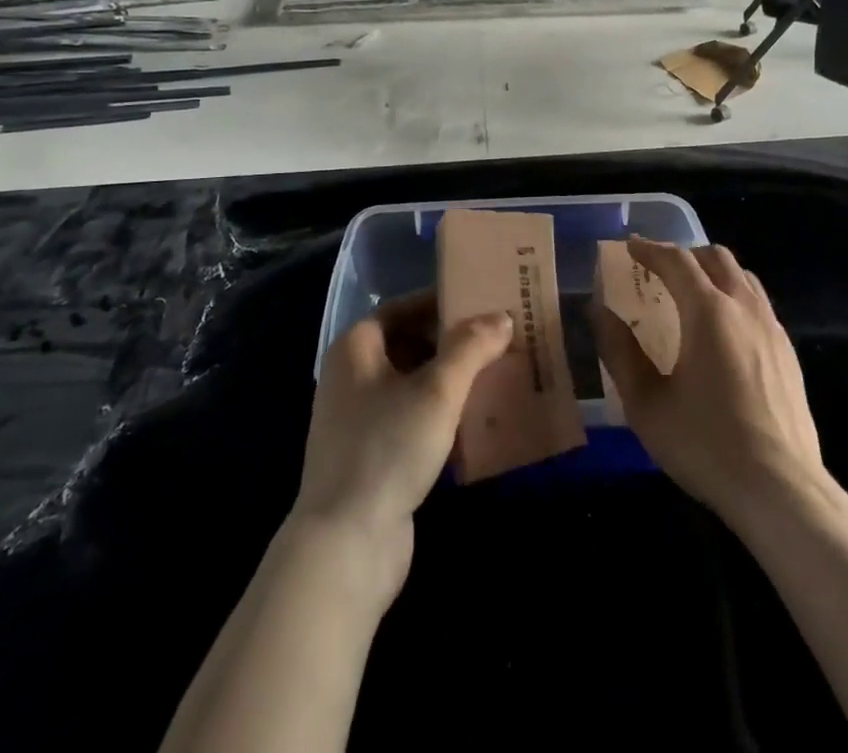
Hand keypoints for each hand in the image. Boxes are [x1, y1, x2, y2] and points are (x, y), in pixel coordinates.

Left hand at [292, 292, 512, 597]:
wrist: (346, 545)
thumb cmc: (387, 448)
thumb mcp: (437, 390)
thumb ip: (471, 347)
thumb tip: (501, 317)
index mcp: (355, 349)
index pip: (402, 308)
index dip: (440, 303)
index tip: (481, 302)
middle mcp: (351, 377)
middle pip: (408, 344)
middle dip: (451, 342)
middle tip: (497, 339)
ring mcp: (359, 420)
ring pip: (412, 384)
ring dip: (450, 379)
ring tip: (495, 374)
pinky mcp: (372, 456)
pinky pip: (412, 419)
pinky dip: (441, 414)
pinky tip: (476, 421)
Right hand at [594, 238, 824, 528]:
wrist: (781, 491)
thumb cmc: (706, 445)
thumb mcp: (647, 404)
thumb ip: (620, 352)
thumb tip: (599, 311)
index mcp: (708, 311)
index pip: (677, 260)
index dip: (650, 249)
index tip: (629, 247)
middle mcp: (744, 308)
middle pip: (716, 257)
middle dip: (684, 255)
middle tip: (658, 270)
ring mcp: (773, 329)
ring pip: (743, 278)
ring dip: (713, 273)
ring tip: (691, 294)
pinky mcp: (789, 354)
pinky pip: (759, 305)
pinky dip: (735, 298)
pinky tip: (724, 331)